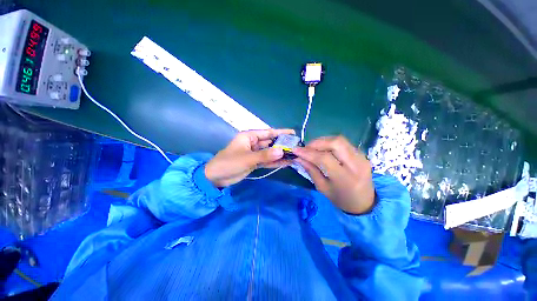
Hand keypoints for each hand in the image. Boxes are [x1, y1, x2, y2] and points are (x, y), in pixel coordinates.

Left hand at [205, 129, 294, 186]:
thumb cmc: (229, 162)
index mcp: (249, 136)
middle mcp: (253, 143)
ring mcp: (254, 154)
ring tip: (294, 156)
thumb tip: (282, 152)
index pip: (267, 133)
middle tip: (296, 148)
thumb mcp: (247, 158)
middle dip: (282, 145)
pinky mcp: (254, 162)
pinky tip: (285, 163)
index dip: (280, 133)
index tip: (292, 133)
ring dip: (280, 155)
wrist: (216, 178)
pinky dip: (274, 162)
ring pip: (269, 153)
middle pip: (270, 143)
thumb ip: (265, 155)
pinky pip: (266, 161)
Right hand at [293, 136, 374, 214]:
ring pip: (340, 140)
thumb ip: (311, 170)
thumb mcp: (322, 188)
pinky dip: (330, 143)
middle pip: (335, 143)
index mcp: (345, 178)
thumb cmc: (341, 199)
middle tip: (306, 148)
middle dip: (317, 142)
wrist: (365, 203)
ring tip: (313, 148)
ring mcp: (361, 157)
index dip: (308, 152)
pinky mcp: (362, 154)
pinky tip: (323, 149)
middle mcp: (356, 165)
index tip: (295, 150)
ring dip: (323, 141)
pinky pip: (344, 143)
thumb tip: (298, 158)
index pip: (324, 158)